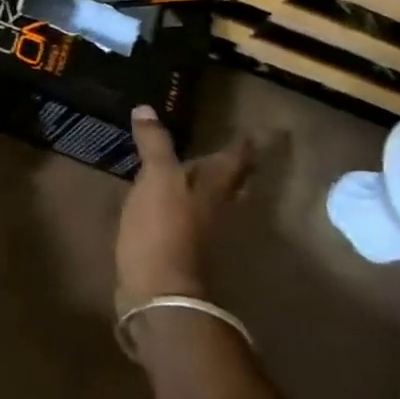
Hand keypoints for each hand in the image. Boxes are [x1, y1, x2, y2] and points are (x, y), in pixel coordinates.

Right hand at [116, 107, 254, 302]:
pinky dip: (182, 203)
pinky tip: (167, 200)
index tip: (253, 131)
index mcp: (214, 188)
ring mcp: (198, 230)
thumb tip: (146, 108)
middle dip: (233, 166)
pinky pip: (186, 216)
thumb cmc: (163, 228)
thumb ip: (154, 144)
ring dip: (208, 185)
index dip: (243, 144)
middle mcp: (214, 208)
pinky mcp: (177, 246)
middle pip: (231, 183)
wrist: (157, 290)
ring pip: (211, 200)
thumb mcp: (157, 178)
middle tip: (234, 149)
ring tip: (196, 168)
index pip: (235, 159)